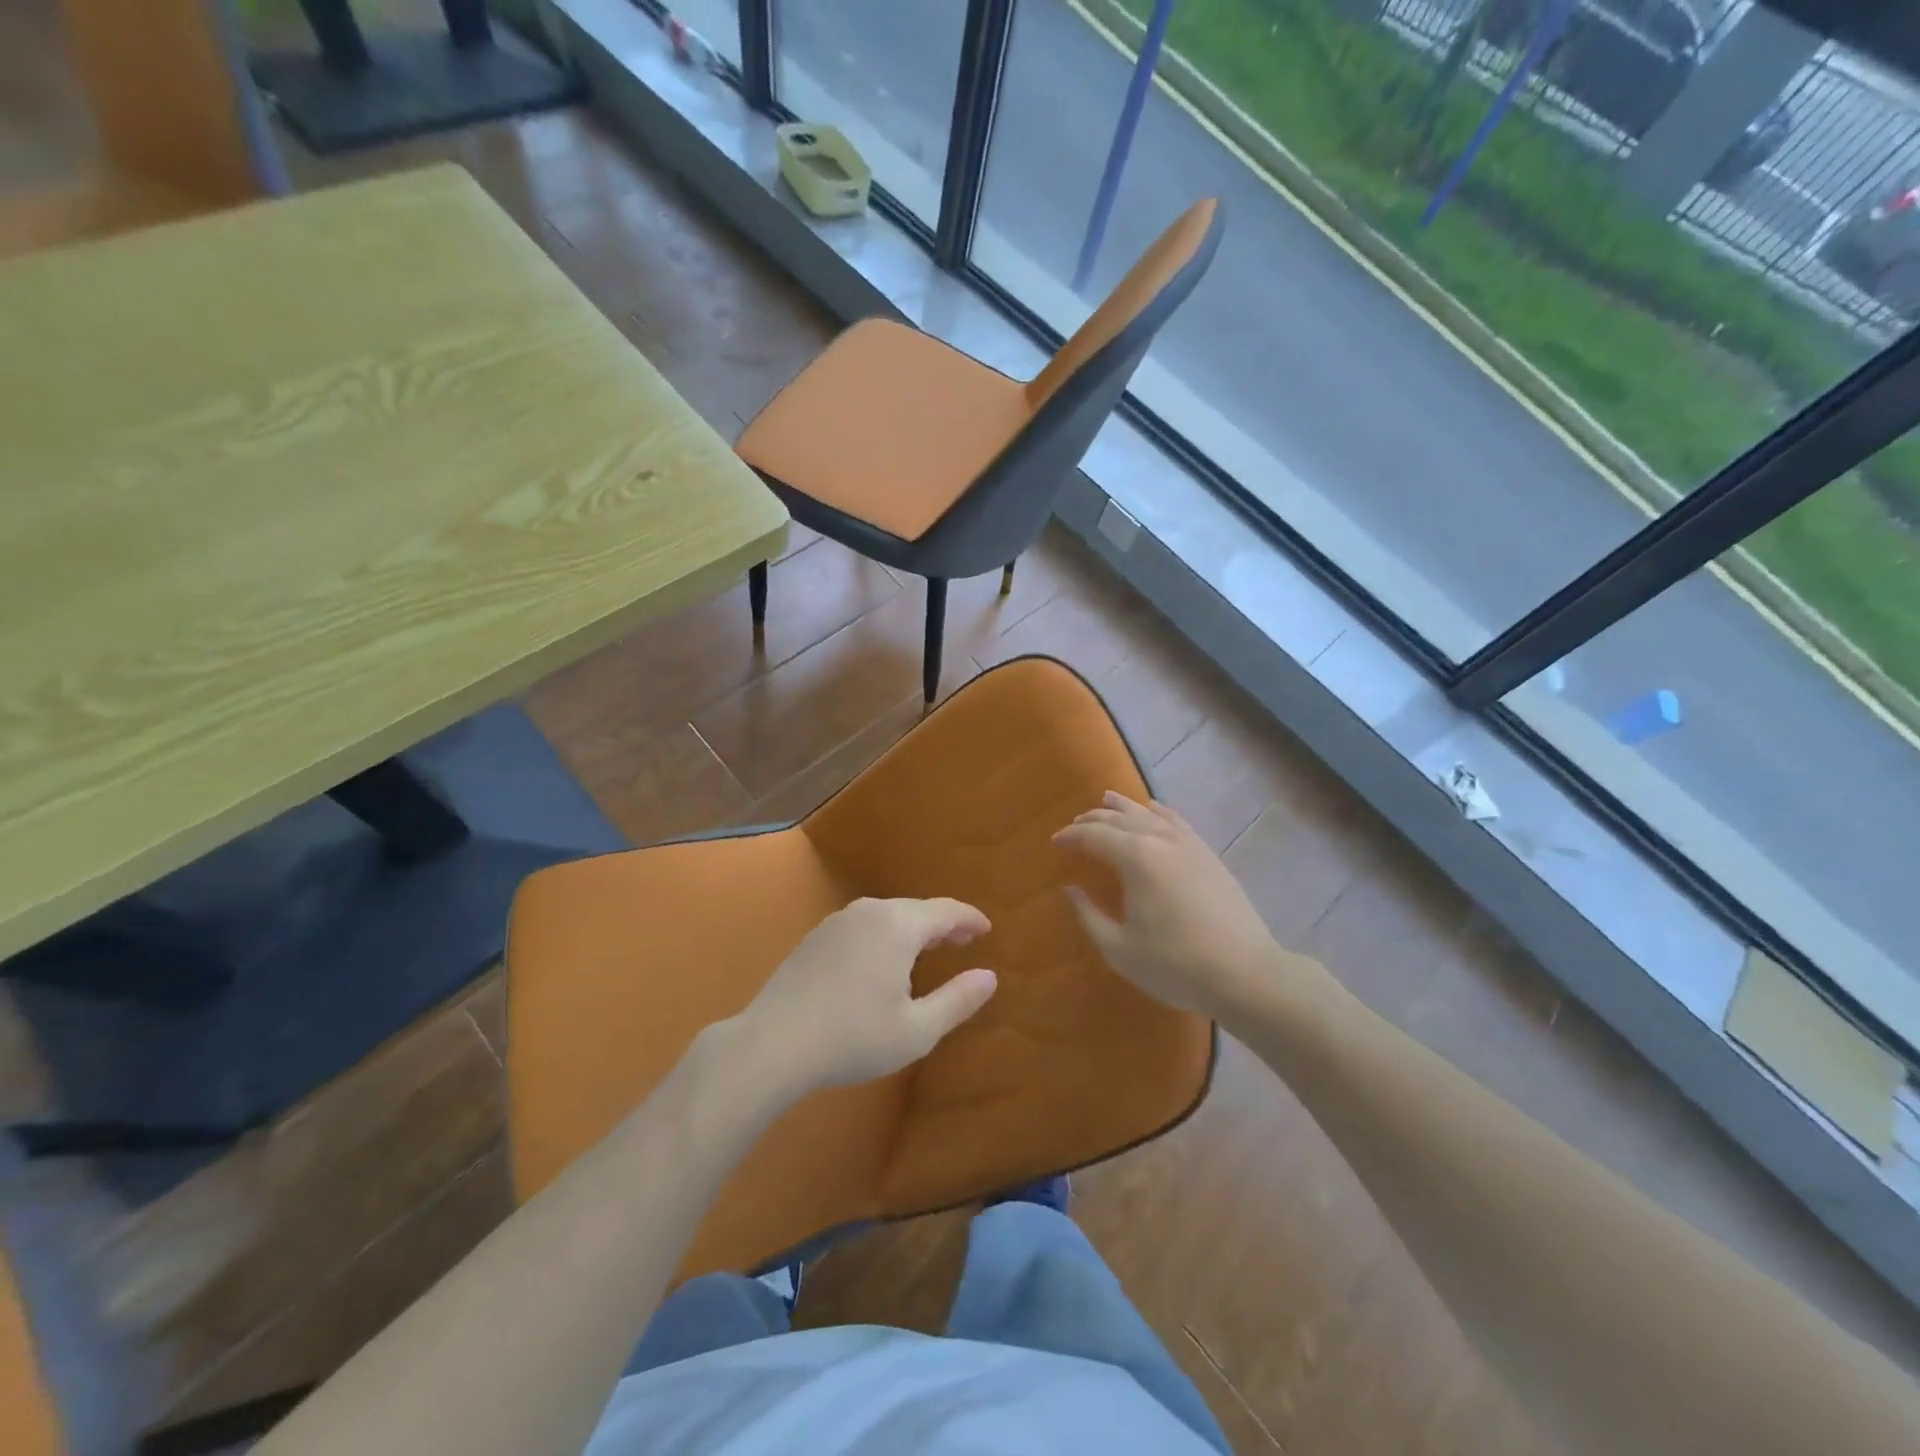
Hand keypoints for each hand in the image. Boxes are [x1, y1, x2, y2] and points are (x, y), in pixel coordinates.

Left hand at [730, 897, 997, 1099]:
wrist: (773, 1043)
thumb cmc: (853, 1038)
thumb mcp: (916, 1030)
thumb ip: (958, 1000)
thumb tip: (989, 977)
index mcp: (898, 926)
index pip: (946, 911)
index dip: (970, 919)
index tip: (986, 929)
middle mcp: (870, 912)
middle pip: (916, 909)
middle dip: (943, 923)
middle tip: (962, 941)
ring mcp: (838, 921)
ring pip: (888, 916)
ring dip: (912, 928)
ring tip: (926, 949)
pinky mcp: (816, 936)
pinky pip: (864, 925)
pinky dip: (885, 934)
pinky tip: (882, 960)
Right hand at [1055, 792, 1299, 1021]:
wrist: (1245, 974)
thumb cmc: (1175, 965)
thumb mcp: (1119, 949)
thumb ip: (1089, 916)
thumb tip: (1071, 889)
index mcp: (1135, 858)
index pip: (1094, 835)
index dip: (1071, 836)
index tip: (1055, 842)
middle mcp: (1160, 840)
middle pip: (1120, 819)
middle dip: (1093, 819)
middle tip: (1074, 826)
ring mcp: (1189, 845)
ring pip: (1150, 814)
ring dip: (1124, 807)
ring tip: (1107, 799)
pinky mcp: (1209, 856)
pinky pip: (1178, 822)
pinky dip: (1160, 812)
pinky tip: (1154, 809)